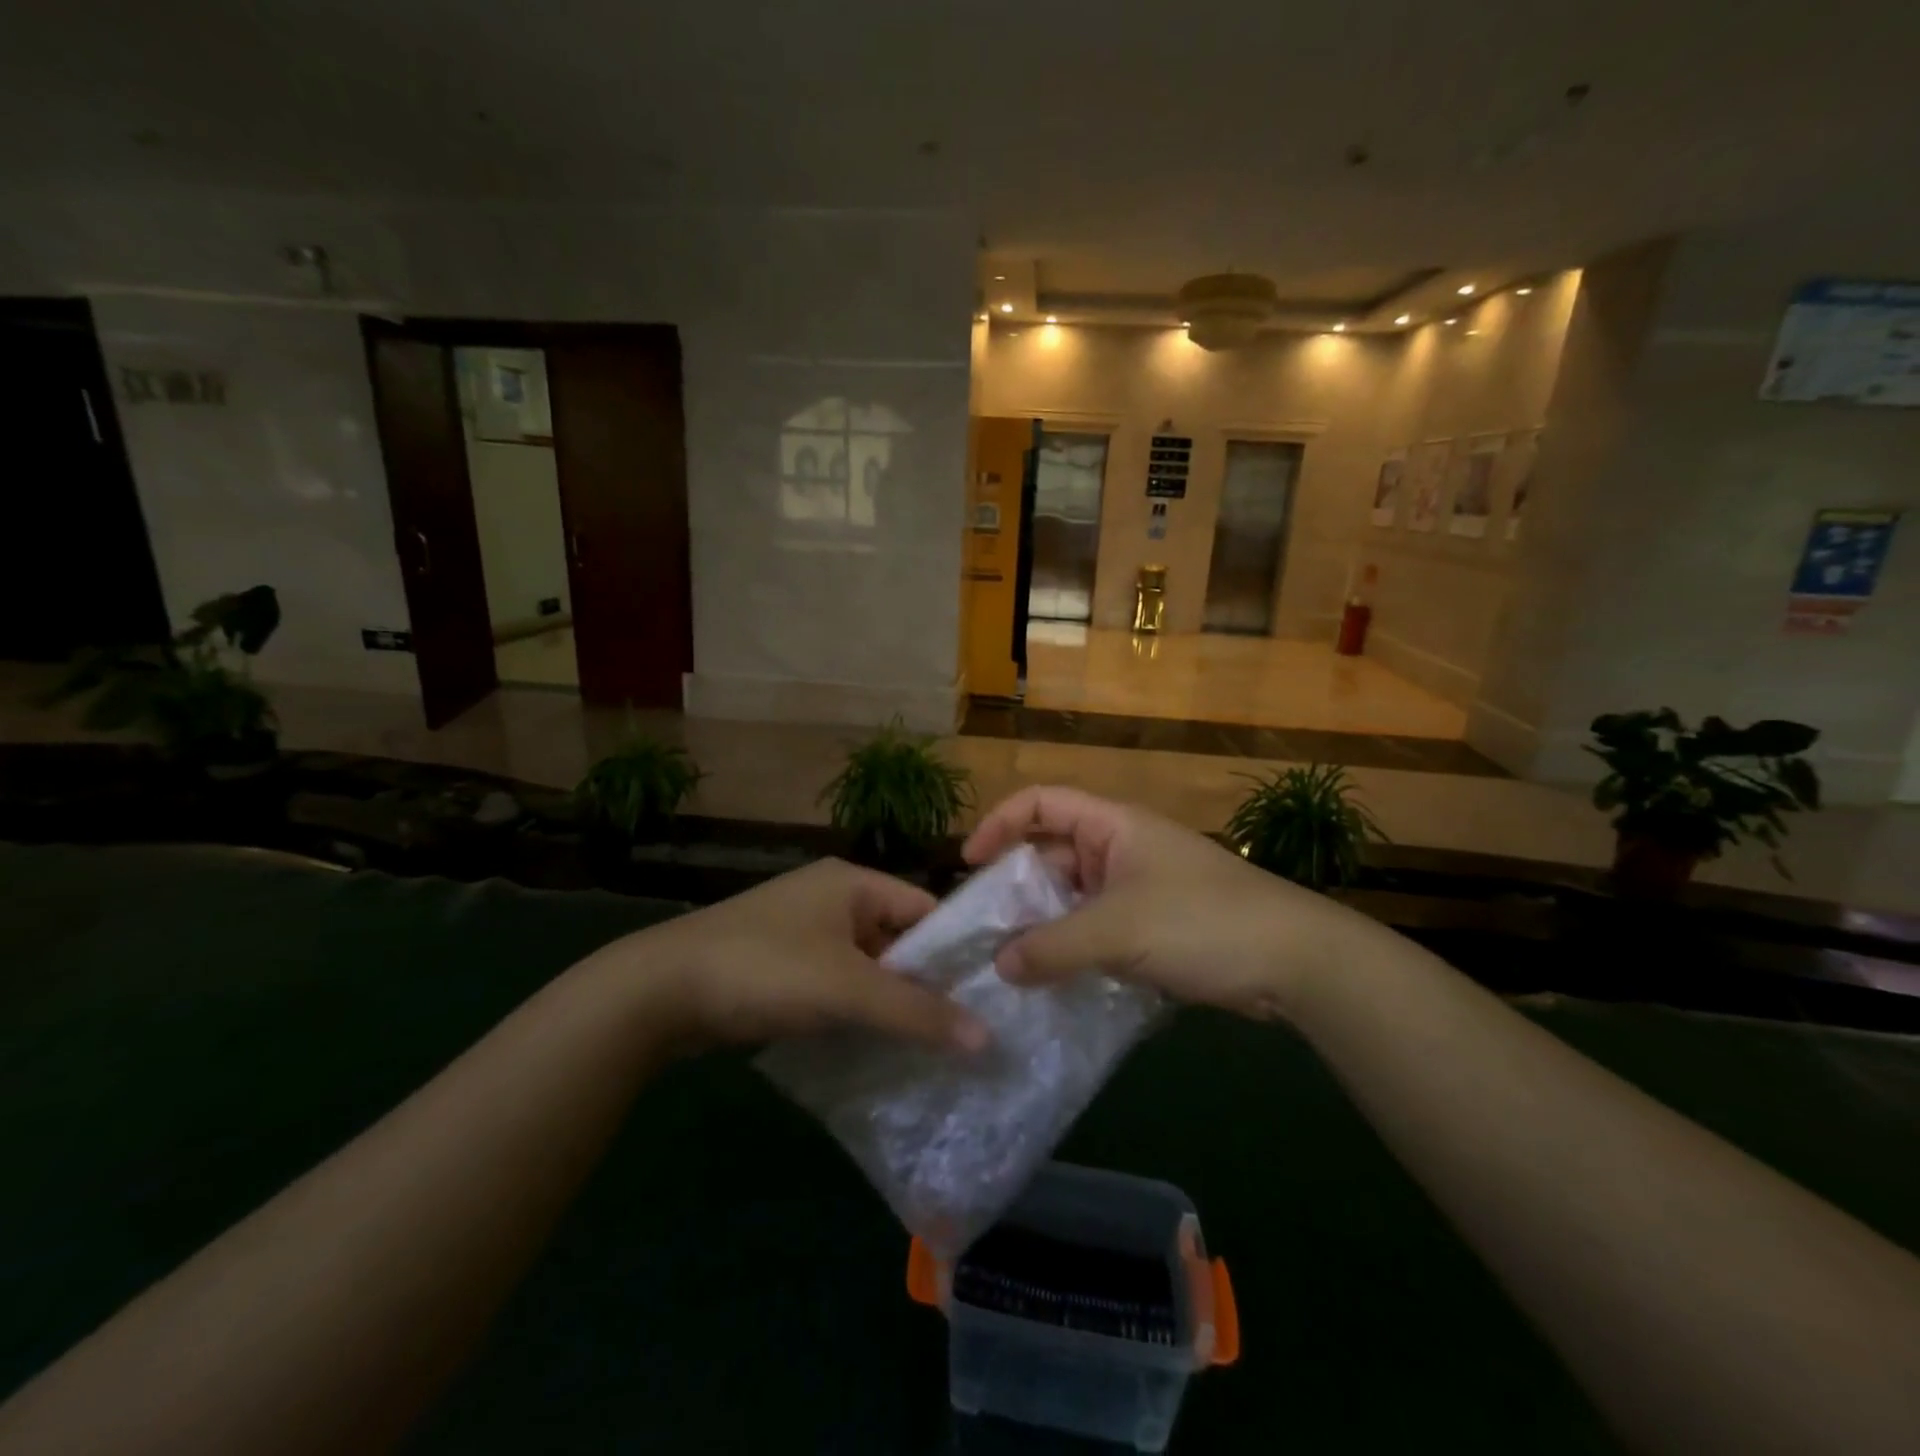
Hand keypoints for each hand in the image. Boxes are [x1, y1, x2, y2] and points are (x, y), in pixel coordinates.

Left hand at [581, 858, 988, 1052]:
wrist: (659, 991)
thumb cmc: (766, 969)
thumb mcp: (847, 989)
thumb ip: (917, 1013)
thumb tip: (987, 1039)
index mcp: (853, 882)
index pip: (924, 909)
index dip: (954, 951)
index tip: (985, 997)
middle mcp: (831, 897)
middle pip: (896, 939)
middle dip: (921, 984)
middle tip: (960, 1032)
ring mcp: (801, 930)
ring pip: (865, 965)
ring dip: (887, 1002)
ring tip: (925, 1047)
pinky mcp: (778, 963)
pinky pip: (834, 982)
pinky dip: (852, 1009)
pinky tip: (872, 1045)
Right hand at [963, 786, 1388, 1020]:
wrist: (1296, 963)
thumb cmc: (1202, 922)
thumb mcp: (1117, 931)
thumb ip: (1051, 947)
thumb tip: (999, 966)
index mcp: (1112, 825)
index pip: (1041, 803)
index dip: (1000, 824)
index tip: (969, 864)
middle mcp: (1121, 849)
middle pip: (1052, 854)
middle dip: (1016, 887)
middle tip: (983, 929)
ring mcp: (1139, 888)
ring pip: (1073, 898)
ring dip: (1043, 925)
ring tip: (1008, 962)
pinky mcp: (1154, 927)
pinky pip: (1097, 929)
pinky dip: (1073, 949)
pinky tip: (1052, 981)